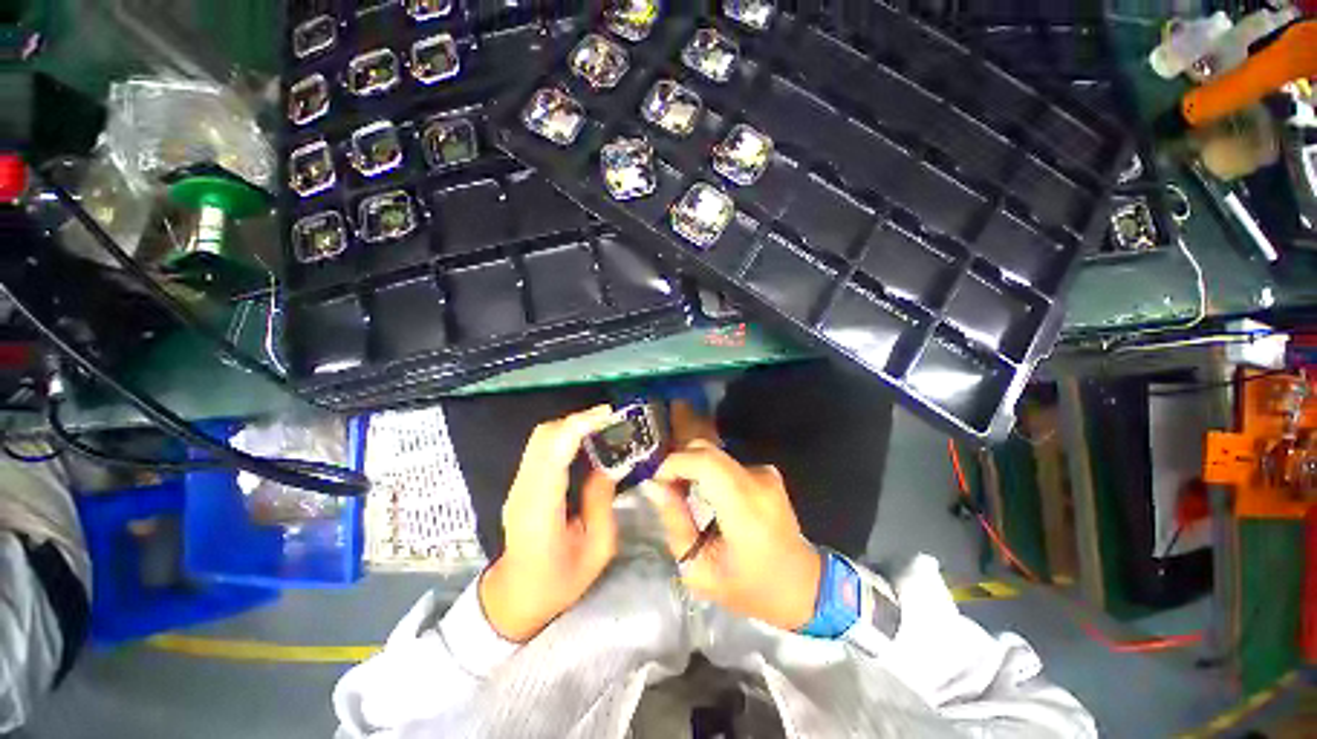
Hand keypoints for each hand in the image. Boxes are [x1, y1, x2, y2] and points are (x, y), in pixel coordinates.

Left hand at [479, 406, 618, 642]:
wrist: (516, 597)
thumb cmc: (559, 582)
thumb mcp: (597, 548)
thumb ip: (602, 499)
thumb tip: (611, 461)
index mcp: (541, 510)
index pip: (554, 453)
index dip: (580, 426)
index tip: (609, 414)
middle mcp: (523, 490)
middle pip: (544, 436)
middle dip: (579, 420)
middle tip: (612, 419)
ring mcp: (518, 485)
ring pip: (541, 437)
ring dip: (572, 425)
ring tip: (604, 426)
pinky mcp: (521, 483)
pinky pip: (542, 447)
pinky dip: (565, 435)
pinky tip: (586, 440)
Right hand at [647, 441, 821, 631]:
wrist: (803, 586)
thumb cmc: (750, 588)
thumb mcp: (701, 570)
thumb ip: (676, 523)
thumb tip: (655, 487)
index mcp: (744, 506)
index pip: (703, 460)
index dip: (673, 464)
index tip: (657, 484)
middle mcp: (757, 480)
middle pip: (706, 450)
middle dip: (679, 464)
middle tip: (668, 492)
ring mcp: (765, 473)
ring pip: (714, 455)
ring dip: (694, 470)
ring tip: (687, 499)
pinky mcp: (767, 472)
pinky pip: (727, 464)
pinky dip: (710, 475)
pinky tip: (711, 501)